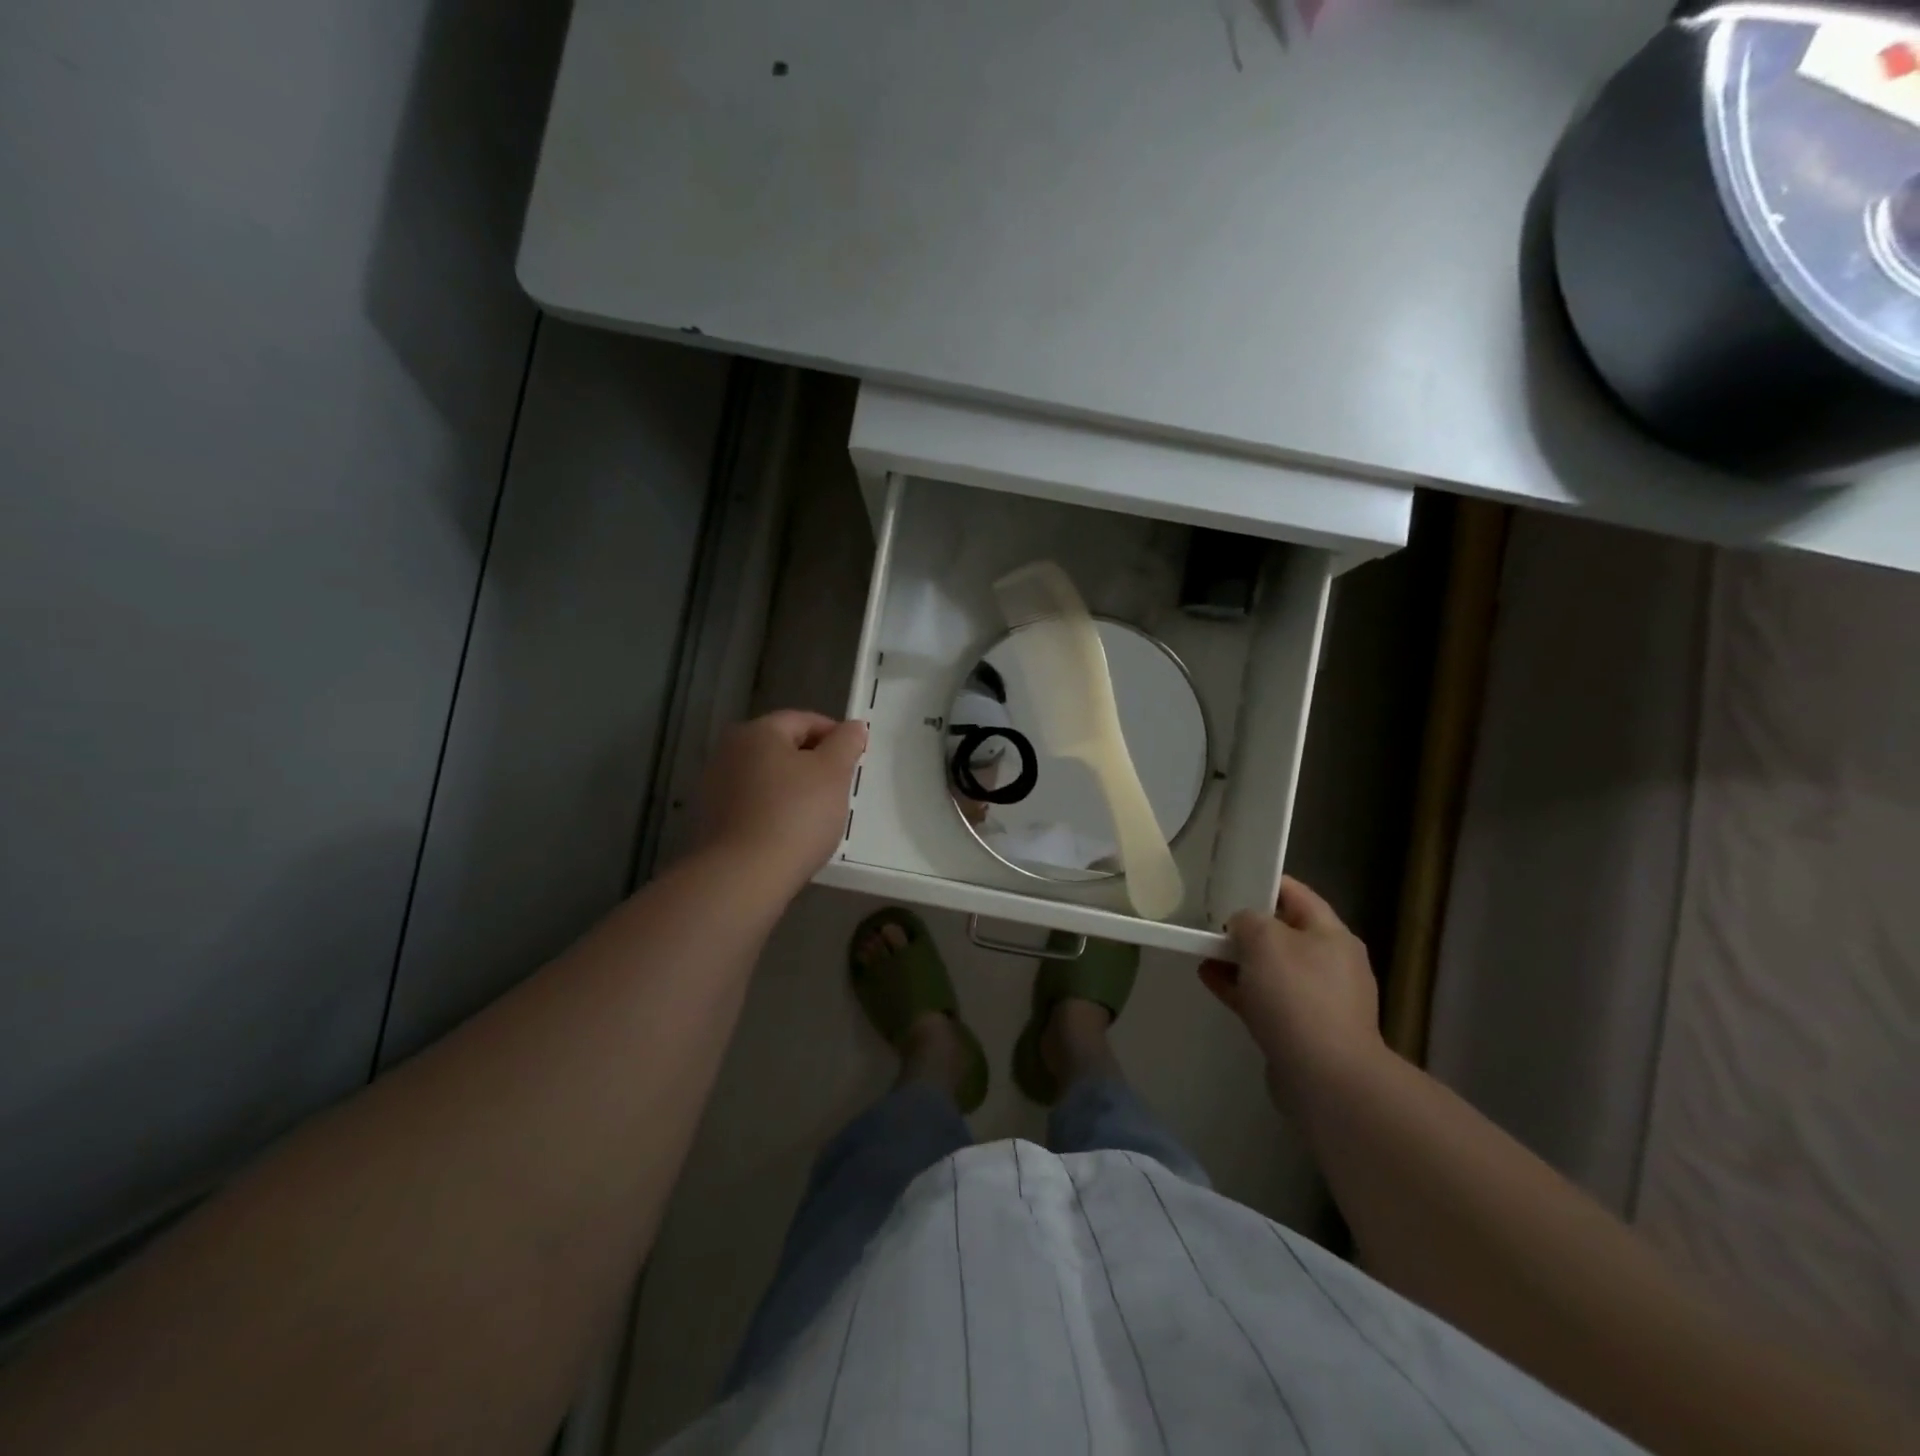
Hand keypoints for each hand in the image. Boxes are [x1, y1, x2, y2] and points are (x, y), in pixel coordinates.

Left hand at [694, 711, 866, 889]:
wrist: (744, 876)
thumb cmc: (795, 815)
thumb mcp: (833, 773)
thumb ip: (846, 743)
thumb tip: (854, 727)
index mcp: (757, 731)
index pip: (804, 720)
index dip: (835, 735)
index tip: (856, 759)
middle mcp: (729, 751)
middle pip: (782, 748)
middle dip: (813, 763)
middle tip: (840, 788)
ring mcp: (715, 787)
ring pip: (767, 777)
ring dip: (793, 788)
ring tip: (818, 814)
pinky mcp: (712, 820)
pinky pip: (754, 804)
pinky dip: (775, 810)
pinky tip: (791, 833)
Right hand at [1199, 877, 1386, 1113]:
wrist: (1325, 1078)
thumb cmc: (1297, 996)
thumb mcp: (1265, 939)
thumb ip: (1247, 920)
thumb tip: (1243, 926)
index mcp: (1332, 934)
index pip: (1296, 894)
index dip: (1262, 883)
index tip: (1229, 882)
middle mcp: (1331, 963)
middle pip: (1283, 932)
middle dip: (1246, 927)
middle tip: (1211, 922)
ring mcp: (1319, 1000)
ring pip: (1272, 968)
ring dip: (1238, 959)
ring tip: (1203, 952)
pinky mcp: (1303, 1031)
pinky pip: (1266, 998)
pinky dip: (1240, 988)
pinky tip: (1210, 980)